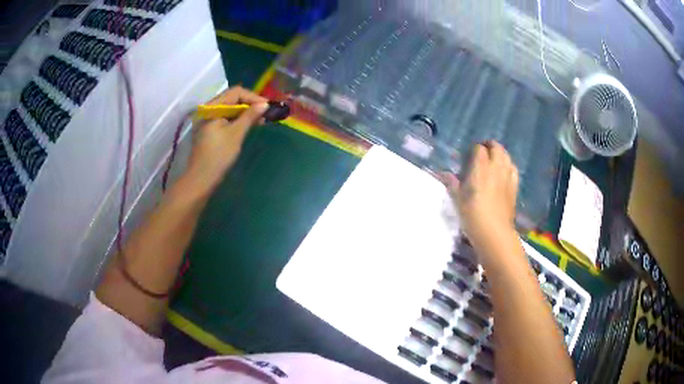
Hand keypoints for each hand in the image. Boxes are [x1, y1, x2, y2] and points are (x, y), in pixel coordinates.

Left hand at [184, 86, 267, 193]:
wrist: (201, 179)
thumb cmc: (218, 155)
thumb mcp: (236, 134)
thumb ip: (250, 116)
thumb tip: (264, 104)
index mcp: (213, 107)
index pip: (236, 92)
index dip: (253, 97)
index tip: (267, 107)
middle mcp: (209, 110)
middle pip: (232, 99)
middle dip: (250, 104)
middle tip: (265, 114)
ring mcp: (208, 120)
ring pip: (229, 109)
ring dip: (245, 113)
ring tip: (259, 121)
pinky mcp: (209, 130)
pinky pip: (225, 119)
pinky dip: (237, 120)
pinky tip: (247, 126)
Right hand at [441, 141, 518, 247]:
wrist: (494, 232)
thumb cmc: (473, 215)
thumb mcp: (458, 200)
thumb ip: (452, 184)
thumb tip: (444, 174)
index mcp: (481, 168)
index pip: (479, 149)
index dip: (474, 149)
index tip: (469, 154)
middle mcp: (496, 168)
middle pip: (496, 148)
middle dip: (490, 146)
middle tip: (482, 151)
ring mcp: (507, 177)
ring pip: (507, 157)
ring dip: (500, 154)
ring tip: (494, 159)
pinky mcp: (514, 187)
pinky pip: (513, 169)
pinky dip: (509, 166)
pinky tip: (505, 172)